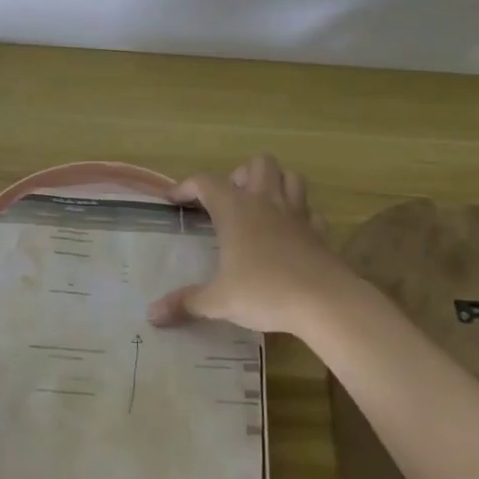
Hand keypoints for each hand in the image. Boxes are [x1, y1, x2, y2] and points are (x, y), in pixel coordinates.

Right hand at [148, 154, 356, 335]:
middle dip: (241, 175)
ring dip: (274, 183)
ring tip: (260, 206)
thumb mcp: (218, 301)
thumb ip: (186, 303)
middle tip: (229, 201)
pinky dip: (299, 214)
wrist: (325, 301)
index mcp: (236, 210)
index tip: (174, 200)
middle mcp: (266, 202)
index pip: (206, 182)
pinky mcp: (320, 232)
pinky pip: (310, 211)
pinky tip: (290, 231)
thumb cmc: (265, 291)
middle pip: (258, 164)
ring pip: (290, 177)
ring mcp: (297, 214)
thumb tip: (153, 315)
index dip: (187, 186)